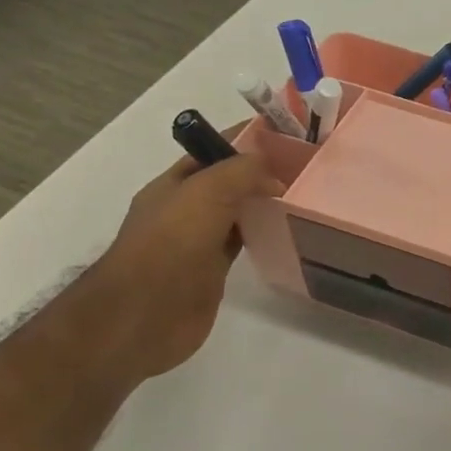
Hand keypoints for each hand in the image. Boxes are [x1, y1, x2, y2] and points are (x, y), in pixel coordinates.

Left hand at [80, 135, 281, 383]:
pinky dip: (261, 234)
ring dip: (263, 203)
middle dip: (260, 171)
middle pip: (228, 180)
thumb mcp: (206, 193)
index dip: (246, 138)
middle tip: (307, 167)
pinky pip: (242, 242)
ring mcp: (197, 240)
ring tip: (304, 196)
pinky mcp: (212, 270)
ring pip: (237, 211)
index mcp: (174, 183)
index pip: (213, 149)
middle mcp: (184, 208)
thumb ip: (242, 172)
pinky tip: (286, 231)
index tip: (288, 135)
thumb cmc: (169, 245)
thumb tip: (275, 176)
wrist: (143, 315)